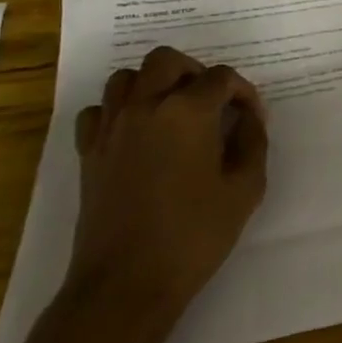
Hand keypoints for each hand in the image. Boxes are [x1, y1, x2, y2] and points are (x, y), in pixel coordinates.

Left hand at [66, 46, 268, 342]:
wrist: (127, 282)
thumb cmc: (195, 235)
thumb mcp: (245, 189)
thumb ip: (253, 143)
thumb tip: (248, 119)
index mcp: (188, 111)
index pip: (221, 78)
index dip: (243, 92)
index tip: (252, 118)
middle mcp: (145, 106)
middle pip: (166, 60)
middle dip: (196, 71)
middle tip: (213, 102)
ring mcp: (111, 128)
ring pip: (126, 77)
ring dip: (154, 83)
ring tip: (175, 111)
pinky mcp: (88, 152)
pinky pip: (99, 110)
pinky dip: (119, 110)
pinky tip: (137, 134)